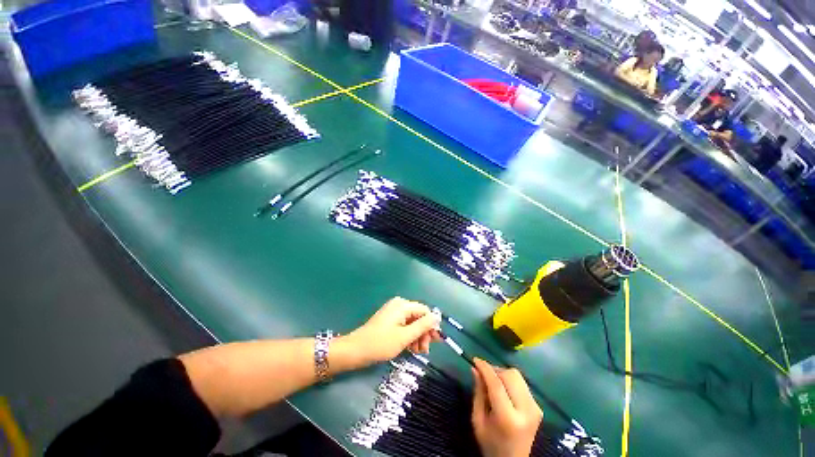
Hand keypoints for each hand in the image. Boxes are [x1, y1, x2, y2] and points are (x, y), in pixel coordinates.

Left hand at [341, 297, 441, 367]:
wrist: (356, 350)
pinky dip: (409, 336)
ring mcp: (394, 312)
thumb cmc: (381, 343)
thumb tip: (437, 317)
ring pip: (413, 322)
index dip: (431, 325)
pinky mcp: (390, 320)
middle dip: (424, 333)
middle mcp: (399, 305)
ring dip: (417, 336)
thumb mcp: (405, 336)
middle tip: (424, 350)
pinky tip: (410, 348)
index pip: (425, 311)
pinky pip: (405, 325)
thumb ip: (422, 326)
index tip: (435, 342)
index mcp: (403, 305)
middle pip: (419, 317)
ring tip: (417, 352)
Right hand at [471, 358, 542, 456]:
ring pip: (517, 376)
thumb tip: (475, 369)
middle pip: (511, 376)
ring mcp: (535, 408)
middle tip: (483, 374)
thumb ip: (478, 393)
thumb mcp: (478, 420)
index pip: (497, 385)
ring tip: (493, 382)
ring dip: (502, 374)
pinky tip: (503, 390)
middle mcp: (526, 411)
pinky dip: (510, 381)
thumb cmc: (491, 443)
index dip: (485, 368)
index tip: (475, 359)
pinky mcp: (538, 407)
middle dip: (495, 370)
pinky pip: (522, 383)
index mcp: (508, 418)